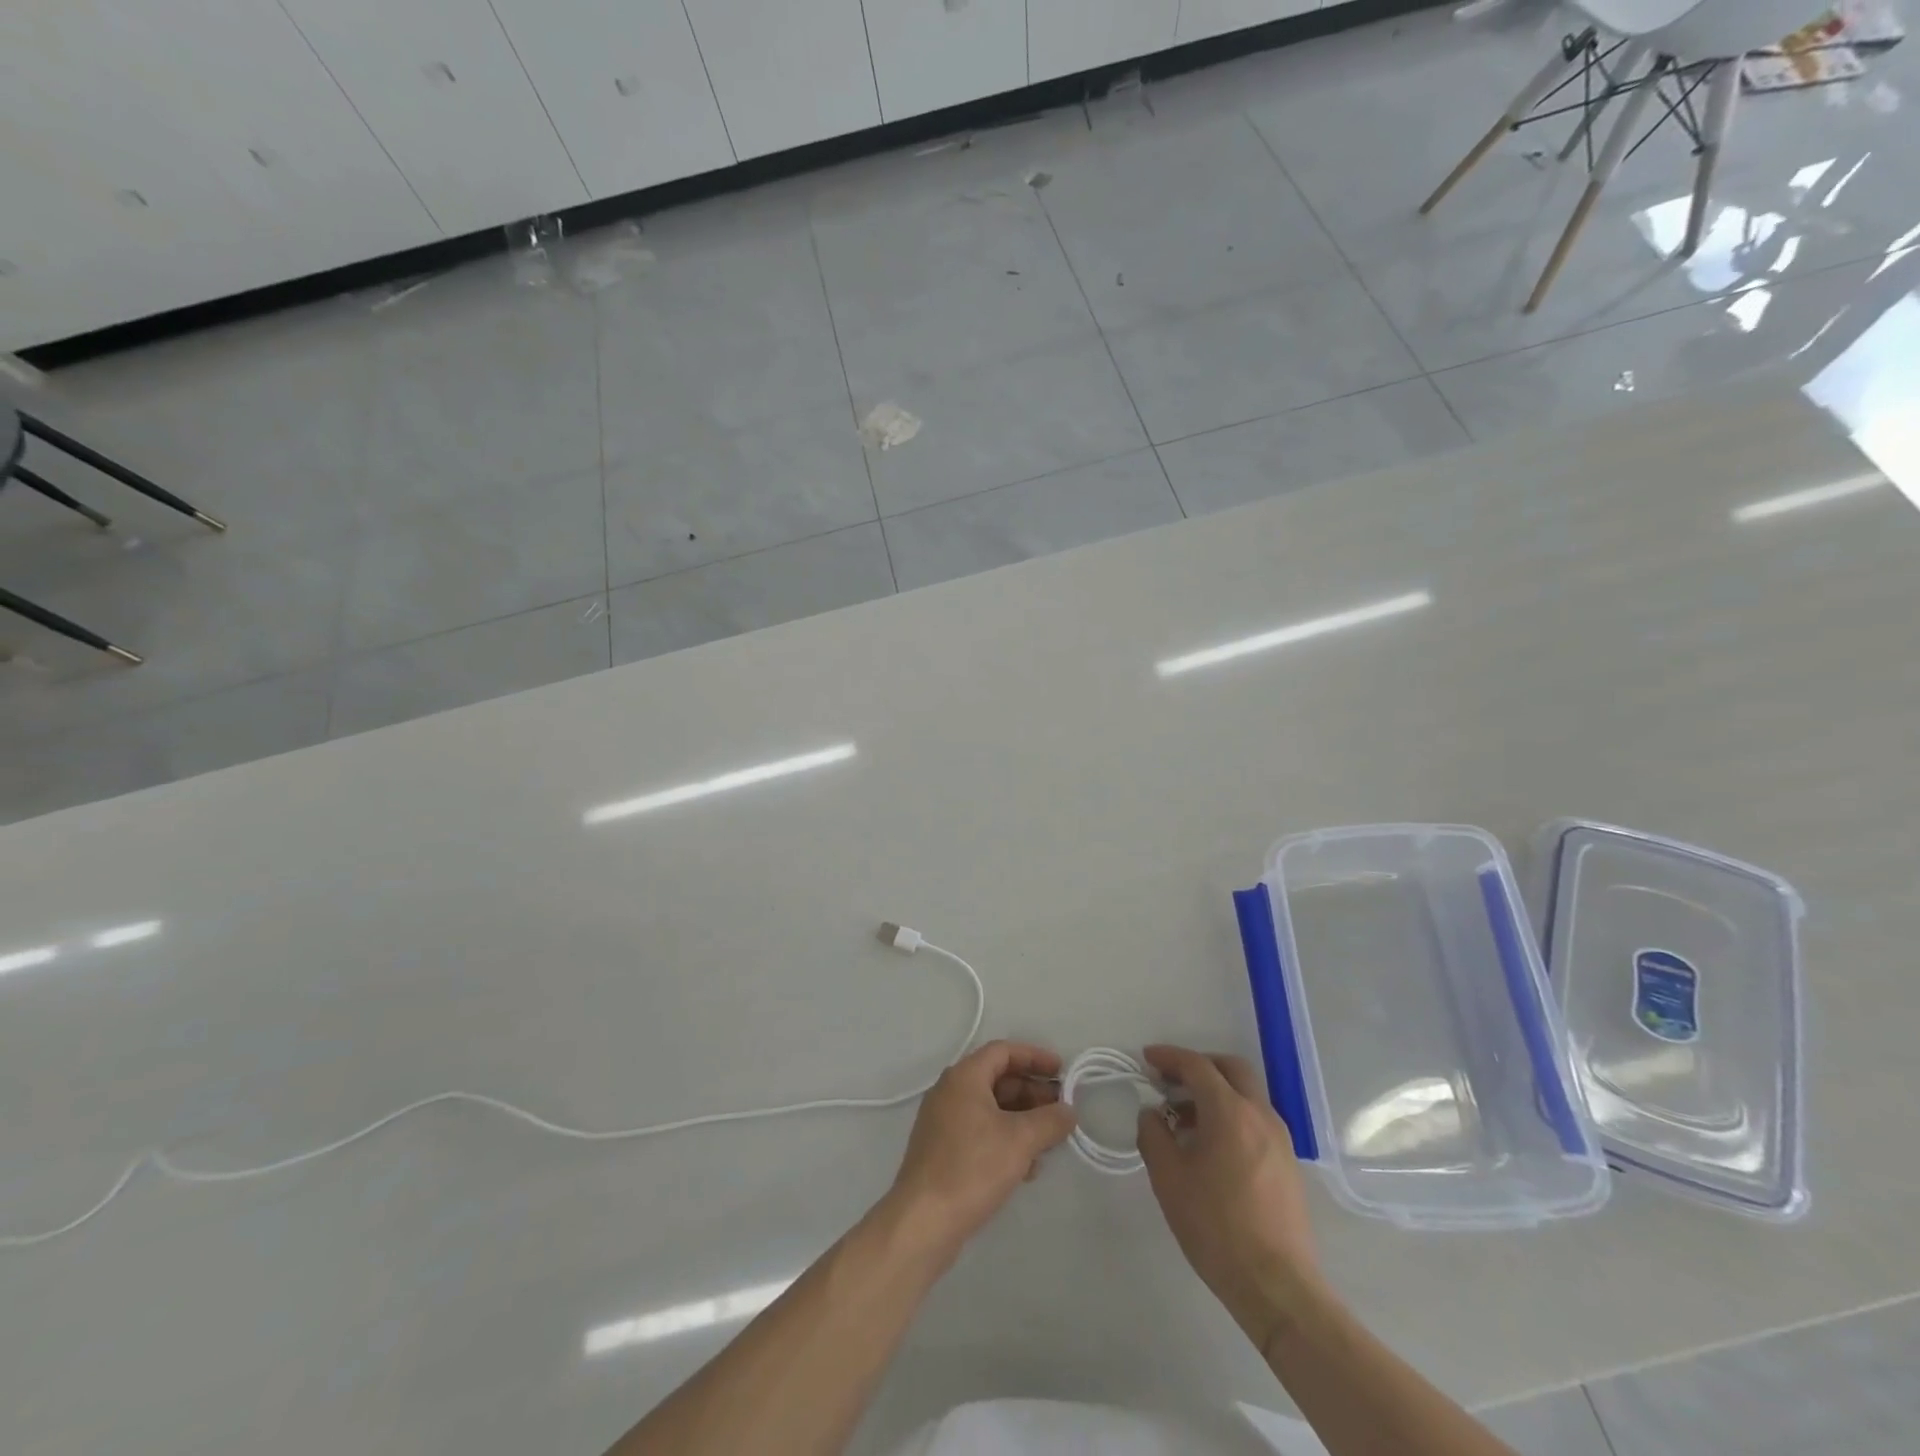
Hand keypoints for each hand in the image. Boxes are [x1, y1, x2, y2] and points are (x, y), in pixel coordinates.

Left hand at [885, 1041, 1076, 1254]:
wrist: (923, 1221)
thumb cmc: (972, 1167)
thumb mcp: (1020, 1141)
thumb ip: (1050, 1121)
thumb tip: (1068, 1111)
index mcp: (964, 1077)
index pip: (1004, 1051)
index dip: (1035, 1057)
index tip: (1062, 1072)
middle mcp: (950, 1091)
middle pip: (998, 1079)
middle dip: (1032, 1092)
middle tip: (1061, 1110)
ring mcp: (944, 1121)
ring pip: (991, 1108)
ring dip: (1022, 1119)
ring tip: (1050, 1141)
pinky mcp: (943, 1150)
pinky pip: (981, 1131)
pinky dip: (1005, 1139)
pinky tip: (1027, 1167)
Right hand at [1135, 1044, 1320, 1346]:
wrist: (1277, 1286)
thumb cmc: (1216, 1227)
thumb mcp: (1169, 1179)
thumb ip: (1154, 1135)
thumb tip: (1152, 1114)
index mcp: (1230, 1112)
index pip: (1197, 1066)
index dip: (1169, 1057)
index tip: (1147, 1059)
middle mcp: (1260, 1115)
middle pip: (1231, 1069)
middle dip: (1198, 1065)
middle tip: (1170, 1080)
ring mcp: (1280, 1139)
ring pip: (1246, 1094)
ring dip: (1215, 1092)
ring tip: (1185, 1117)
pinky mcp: (1288, 1163)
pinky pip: (1255, 1119)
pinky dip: (1231, 1114)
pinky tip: (1211, 1145)